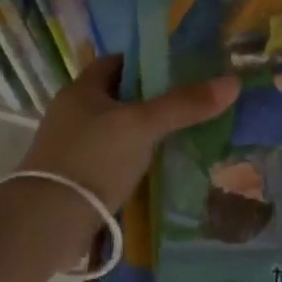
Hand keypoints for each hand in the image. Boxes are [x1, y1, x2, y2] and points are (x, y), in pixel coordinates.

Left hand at [20, 55, 240, 213]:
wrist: (49, 219)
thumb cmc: (94, 158)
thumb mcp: (142, 126)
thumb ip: (184, 105)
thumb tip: (232, 82)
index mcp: (81, 90)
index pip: (115, 62)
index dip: (145, 62)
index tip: (177, 70)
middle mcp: (71, 112)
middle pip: (115, 96)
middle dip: (148, 99)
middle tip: (186, 104)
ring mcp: (69, 146)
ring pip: (113, 129)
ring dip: (139, 132)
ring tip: (178, 136)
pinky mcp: (73, 176)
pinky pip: (109, 158)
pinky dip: (130, 158)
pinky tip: (154, 168)